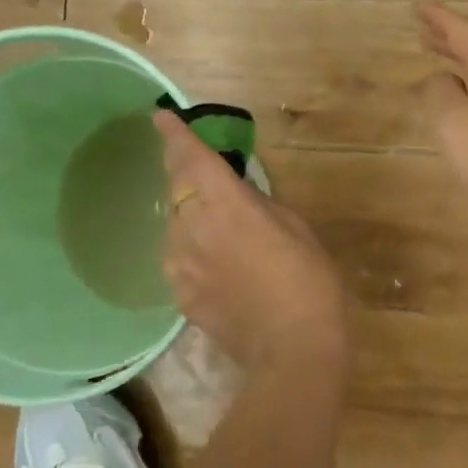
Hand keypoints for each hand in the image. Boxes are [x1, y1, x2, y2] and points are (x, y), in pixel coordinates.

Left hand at [154, 112, 348, 374]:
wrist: (292, 349)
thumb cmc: (308, 280)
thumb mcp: (295, 227)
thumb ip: (259, 204)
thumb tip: (238, 195)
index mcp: (224, 204)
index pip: (190, 159)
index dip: (174, 136)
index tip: (160, 118)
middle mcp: (191, 229)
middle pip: (176, 190)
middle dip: (187, 177)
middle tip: (208, 179)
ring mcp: (180, 266)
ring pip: (176, 228)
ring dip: (192, 220)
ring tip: (223, 234)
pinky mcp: (180, 296)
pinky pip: (180, 261)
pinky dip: (194, 254)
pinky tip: (220, 268)